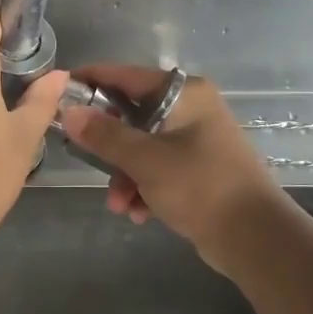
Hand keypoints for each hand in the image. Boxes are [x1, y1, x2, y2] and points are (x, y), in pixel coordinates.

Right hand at [60, 66, 285, 265]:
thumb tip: (69, 112)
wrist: (254, 237)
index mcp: (185, 94)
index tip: (58, 93)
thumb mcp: (145, 160)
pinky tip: (139, 212)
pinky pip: (158, 169)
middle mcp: (192, 109)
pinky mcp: (198, 169)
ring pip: (142, 147)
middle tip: (84, 159)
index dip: (91, 82)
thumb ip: (104, 135)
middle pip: (132, 115)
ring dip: (124, 175)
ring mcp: (196, 140)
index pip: (126, 76)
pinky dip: (144, 187)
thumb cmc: (200, 186)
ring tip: (119, 204)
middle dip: (108, 146)